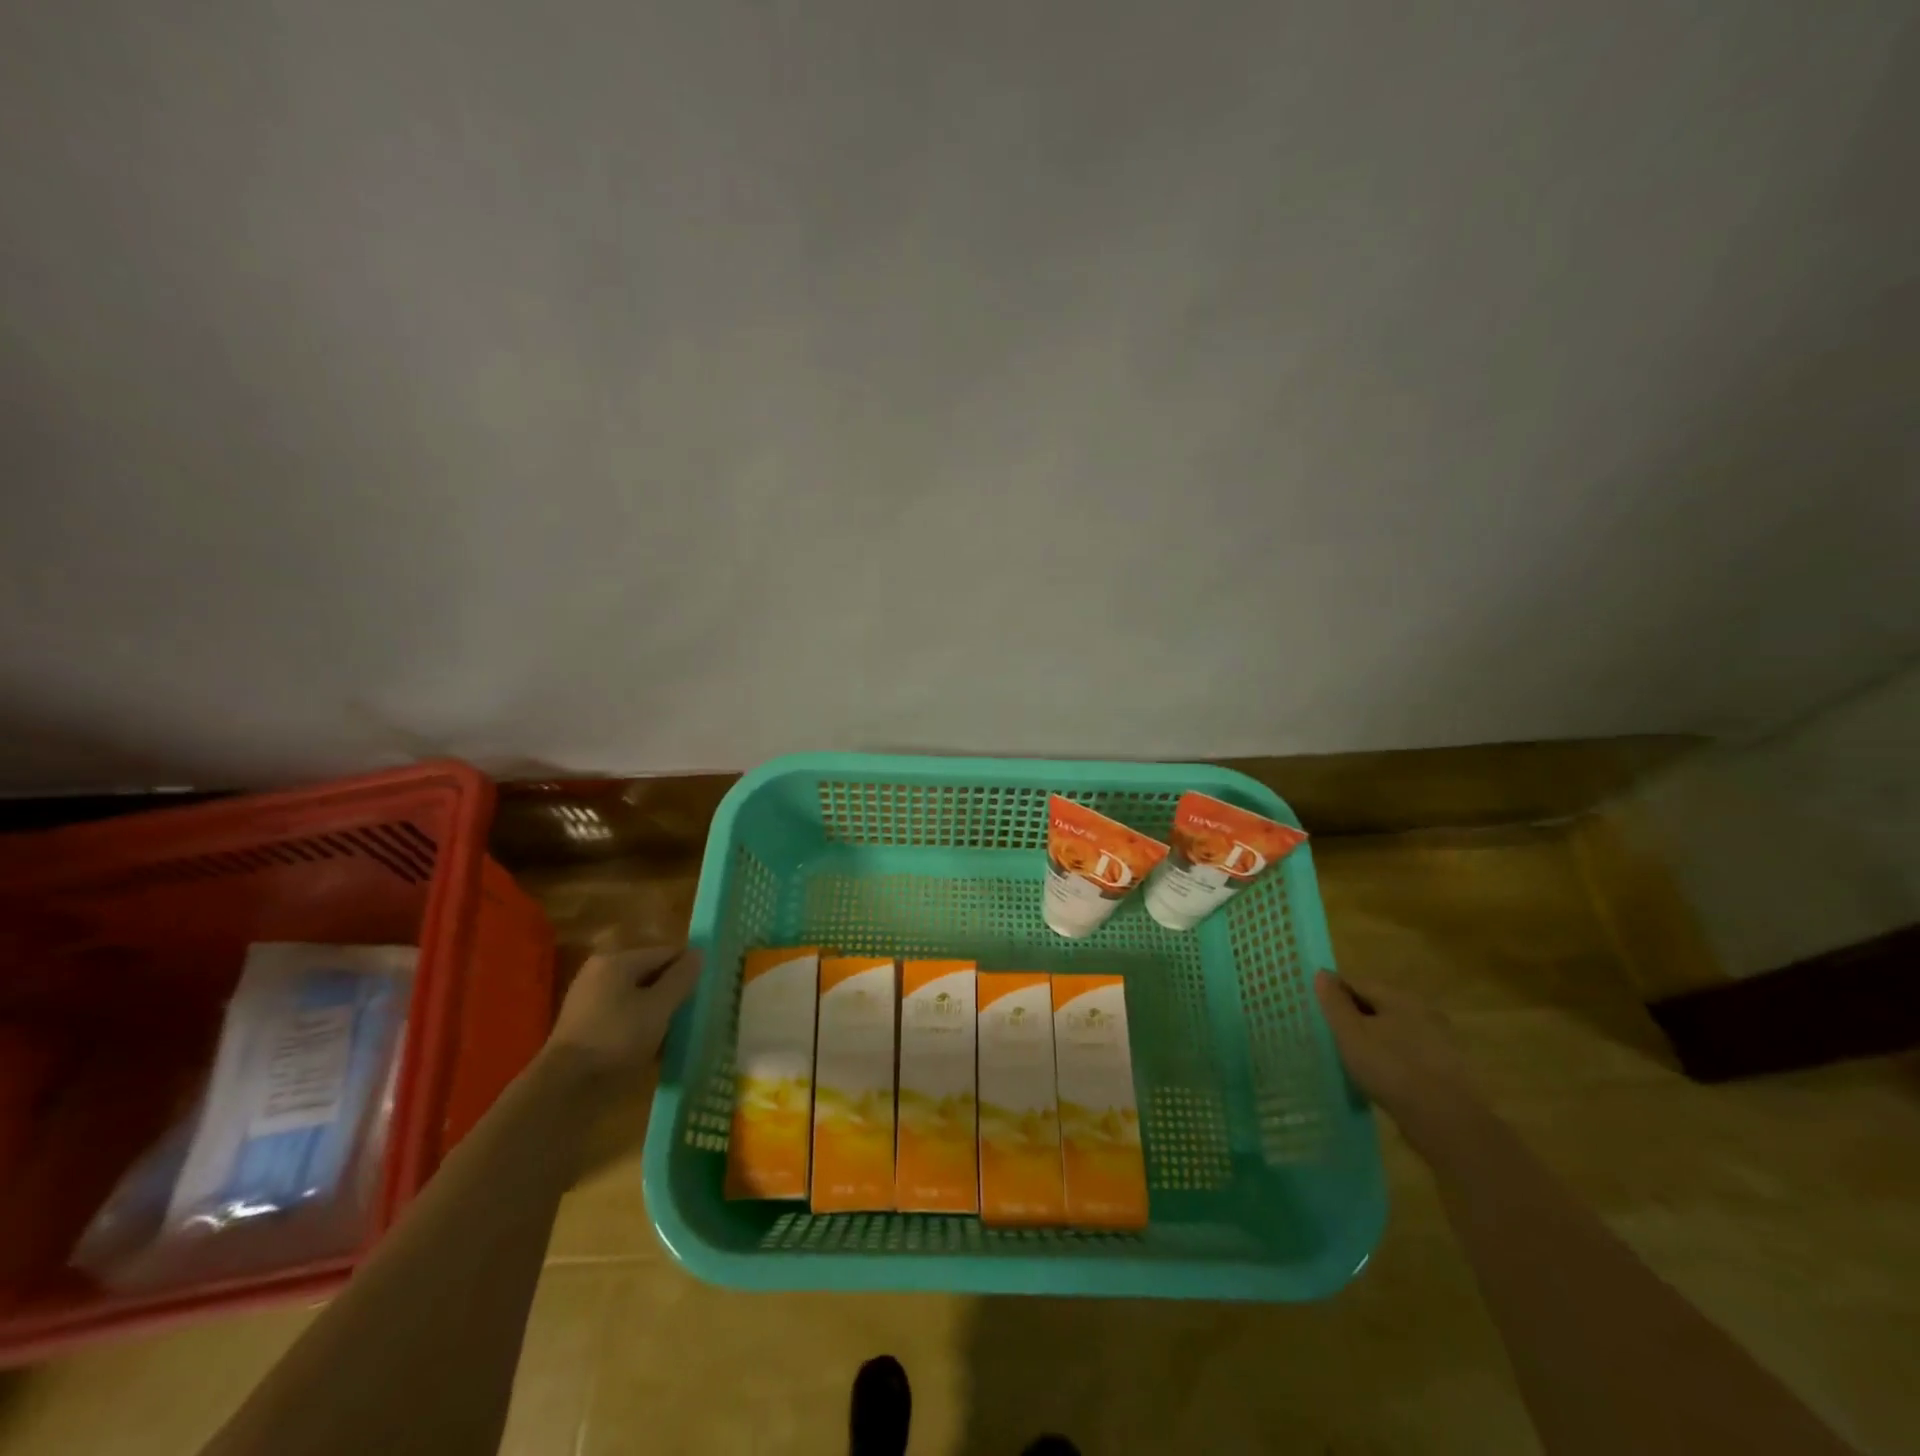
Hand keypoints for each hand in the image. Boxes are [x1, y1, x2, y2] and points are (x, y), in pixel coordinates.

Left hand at [548, 945, 702, 1079]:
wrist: (565, 1088)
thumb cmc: (617, 1038)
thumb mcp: (659, 1007)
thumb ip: (681, 978)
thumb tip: (698, 953)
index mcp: (617, 961)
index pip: (665, 953)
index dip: (687, 970)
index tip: (704, 992)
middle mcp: (599, 973)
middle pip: (649, 974)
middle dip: (671, 993)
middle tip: (691, 1015)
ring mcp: (588, 1000)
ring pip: (636, 998)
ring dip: (656, 1013)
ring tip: (674, 1033)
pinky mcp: (583, 1027)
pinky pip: (622, 1017)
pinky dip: (638, 1027)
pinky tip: (651, 1047)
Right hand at [1315, 971, 1480, 1155]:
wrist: (1447, 1122)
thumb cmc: (1391, 1069)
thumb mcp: (1350, 1033)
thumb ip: (1334, 1003)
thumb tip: (1322, 973)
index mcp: (1400, 997)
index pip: (1357, 983)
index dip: (1334, 994)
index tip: (1316, 1011)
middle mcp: (1423, 1011)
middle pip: (1378, 1006)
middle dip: (1354, 1017)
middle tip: (1331, 1035)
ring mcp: (1439, 1041)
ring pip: (1394, 1031)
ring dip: (1374, 1039)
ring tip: (1352, 1058)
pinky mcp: (1447, 1070)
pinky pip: (1409, 1054)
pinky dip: (1392, 1059)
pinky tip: (1381, 1077)